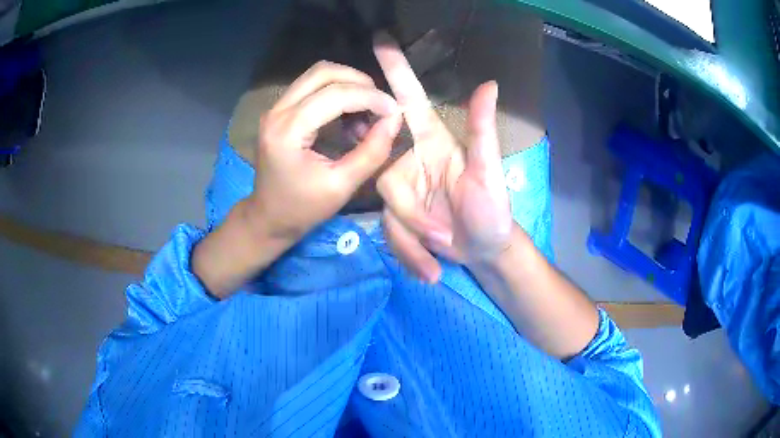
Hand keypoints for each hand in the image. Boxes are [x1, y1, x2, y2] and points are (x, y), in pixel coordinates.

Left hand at [247, 61, 401, 240]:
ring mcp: (276, 108)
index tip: (394, 111)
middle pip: (324, 72)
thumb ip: (371, 152)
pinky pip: (312, 87)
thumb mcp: (342, 186)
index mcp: (288, 131)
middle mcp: (277, 111)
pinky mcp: (280, 111)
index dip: (370, 97)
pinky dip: (336, 93)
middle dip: (359, 83)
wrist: (269, 217)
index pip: (334, 95)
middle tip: (380, 106)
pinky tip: (349, 118)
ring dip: (348, 85)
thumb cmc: (302, 208)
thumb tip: (394, 120)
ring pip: (318, 75)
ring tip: (366, 114)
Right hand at [373, 34, 513, 282]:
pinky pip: (390, 234)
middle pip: (386, 179)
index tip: (381, 40)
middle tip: (444, 235)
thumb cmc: (493, 210)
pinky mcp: (397, 217)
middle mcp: (411, 160)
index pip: (409, 99)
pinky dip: (410, 255)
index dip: (396, 70)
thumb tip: (490, 83)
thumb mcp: (490, 173)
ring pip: (387, 213)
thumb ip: (483, 131)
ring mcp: (402, 191)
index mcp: (432, 142)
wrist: (484, 251)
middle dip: (413, 215)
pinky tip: (431, 268)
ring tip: (444, 250)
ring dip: (415, 240)